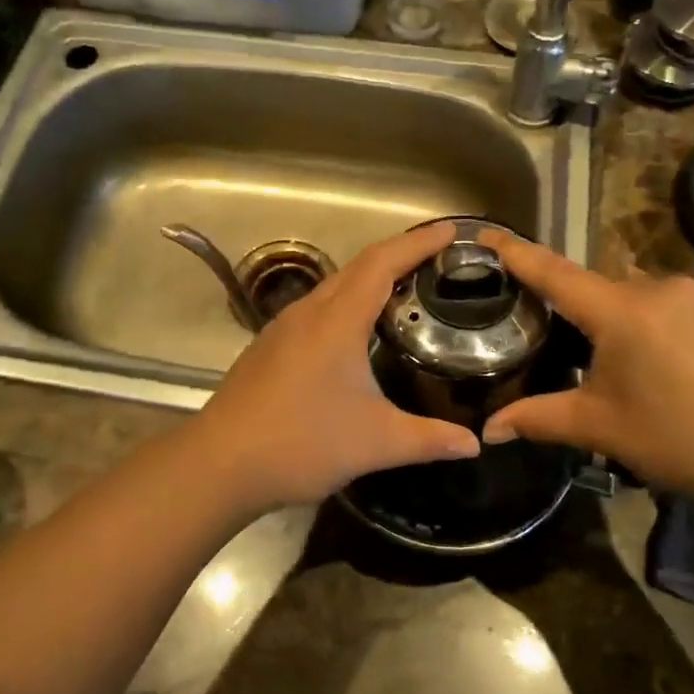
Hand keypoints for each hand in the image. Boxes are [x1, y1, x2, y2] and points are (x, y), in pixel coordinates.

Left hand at [188, 221, 479, 515]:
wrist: (220, 463)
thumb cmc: (301, 443)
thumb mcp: (375, 442)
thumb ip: (429, 439)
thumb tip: (473, 443)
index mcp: (336, 321)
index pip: (382, 263)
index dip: (418, 243)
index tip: (450, 230)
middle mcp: (307, 313)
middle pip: (357, 267)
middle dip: (398, 254)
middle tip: (435, 257)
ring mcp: (281, 329)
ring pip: (333, 287)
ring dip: (368, 278)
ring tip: (402, 288)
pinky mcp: (267, 348)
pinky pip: (315, 309)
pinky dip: (345, 303)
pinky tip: (354, 331)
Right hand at [479, 231, 693, 507]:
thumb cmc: (679, 440)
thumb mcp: (601, 428)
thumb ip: (539, 419)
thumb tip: (488, 431)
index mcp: (622, 312)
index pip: (555, 273)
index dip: (518, 253)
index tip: (487, 232)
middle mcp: (661, 288)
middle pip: (600, 290)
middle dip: (582, 316)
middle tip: (574, 355)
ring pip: (640, 298)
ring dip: (624, 323)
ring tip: (631, 371)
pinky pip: (677, 306)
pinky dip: (660, 326)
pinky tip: (673, 367)